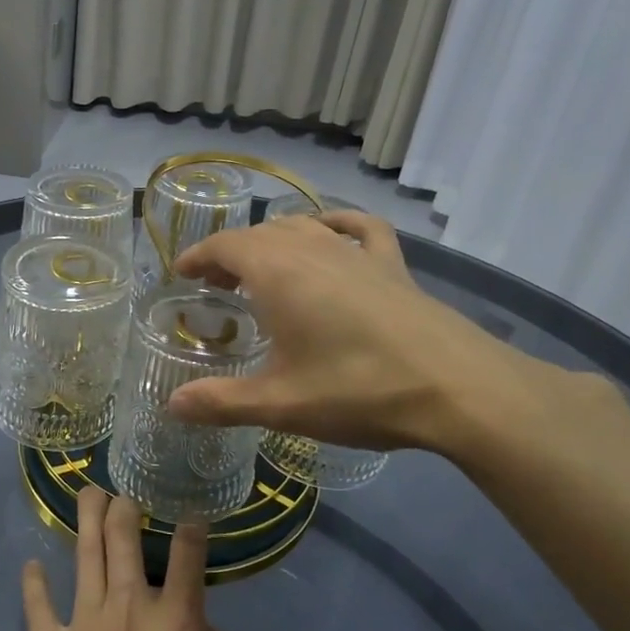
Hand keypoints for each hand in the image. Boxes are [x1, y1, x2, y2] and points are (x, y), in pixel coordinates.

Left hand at [21, 486, 253, 630]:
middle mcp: (128, 607)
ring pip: (84, 554)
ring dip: (87, 519)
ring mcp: (83, 623)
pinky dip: (34, 583)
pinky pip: (37, 605)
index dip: (191, 527)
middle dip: (125, 506)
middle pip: (124, 538)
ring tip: (87, 494)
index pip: (188, 554)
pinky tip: (32, 566)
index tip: (189, 514)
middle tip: (123, 491)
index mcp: (177, 621)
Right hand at [168, 212, 567, 456]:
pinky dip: (335, 224)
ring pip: (302, 227)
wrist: (457, 386)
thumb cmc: (358, 389)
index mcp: (277, 272)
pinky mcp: (392, 264)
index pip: (225, 246)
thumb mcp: (281, 404)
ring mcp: (356, 252)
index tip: (182, 273)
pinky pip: (357, 228)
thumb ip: (221, 402)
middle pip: (259, 234)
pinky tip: (331, 234)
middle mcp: (312, 248)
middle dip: (230, 253)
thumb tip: (172, 405)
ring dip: (272, 241)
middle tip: (215, 284)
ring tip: (261, 268)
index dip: (198, 256)